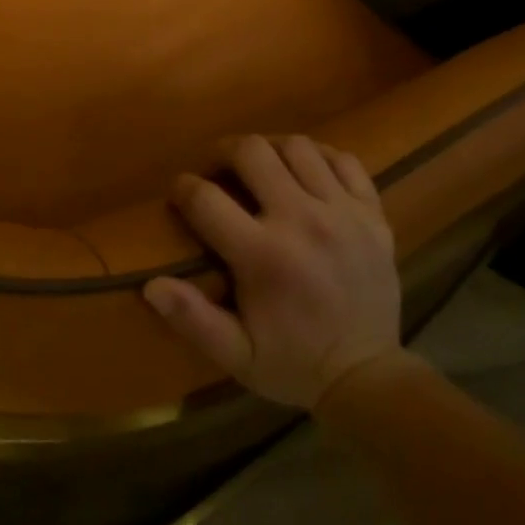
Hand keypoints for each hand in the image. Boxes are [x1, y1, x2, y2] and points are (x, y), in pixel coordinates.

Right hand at [144, 134, 400, 408]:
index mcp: (263, 256)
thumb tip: (151, 285)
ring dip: (270, 149)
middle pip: (252, 151)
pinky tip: (306, 172)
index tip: (180, 193)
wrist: (369, 377)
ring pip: (298, 146)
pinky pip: (344, 160)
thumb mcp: (236, 355)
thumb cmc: (293, 364)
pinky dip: (320, 157)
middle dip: (224, 152)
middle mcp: (302, 221)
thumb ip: (193, 319)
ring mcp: (343, 213)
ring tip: (261, 167)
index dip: (183, 188)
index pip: (206, 198)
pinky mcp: (373, 213)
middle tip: (218, 170)